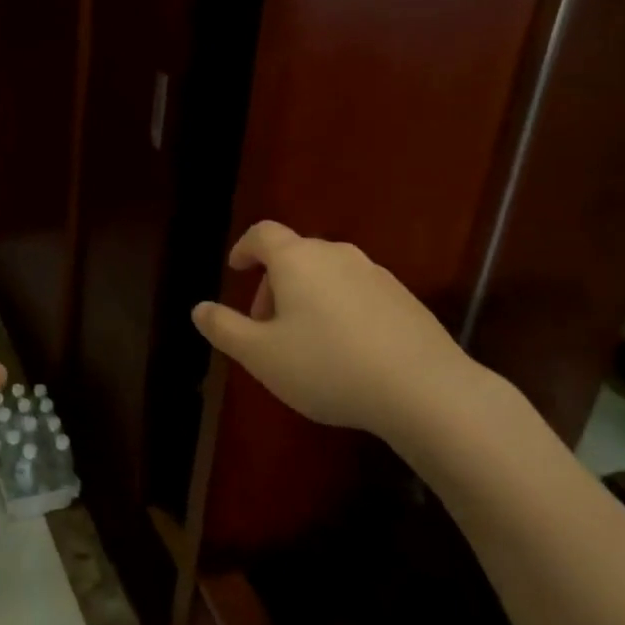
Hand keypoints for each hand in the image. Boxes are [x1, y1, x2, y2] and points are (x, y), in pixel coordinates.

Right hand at [191, 222, 481, 440]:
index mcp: (297, 259)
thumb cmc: (328, 366)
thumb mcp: (261, 355)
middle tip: (265, 327)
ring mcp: (375, 274)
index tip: (236, 269)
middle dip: (273, 284)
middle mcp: (336, 255)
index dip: (244, 248)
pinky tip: (346, 350)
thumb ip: (224, 329)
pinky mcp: (405, 299)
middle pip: (294, 256)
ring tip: (305, 341)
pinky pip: (357, 293)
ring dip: (307, 297)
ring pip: (327, 275)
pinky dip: (340, 309)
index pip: (262, 234)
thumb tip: (199, 309)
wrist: (425, 390)